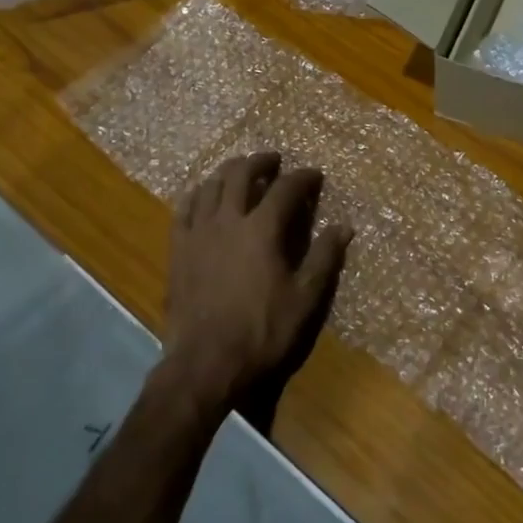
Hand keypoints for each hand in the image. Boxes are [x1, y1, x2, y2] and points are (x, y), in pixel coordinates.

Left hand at [160, 152, 353, 412]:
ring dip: (228, 171)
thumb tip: (344, 227)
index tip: (315, 174)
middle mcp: (228, 220)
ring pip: (211, 185)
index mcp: (262, 229)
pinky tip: (202, 194)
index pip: (286, 189)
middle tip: (274, 160)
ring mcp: (198, 232)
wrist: (206, 362)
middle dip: (260, 162)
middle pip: (241, 174)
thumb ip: (325, 258)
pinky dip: (197, 194)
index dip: (303, 177)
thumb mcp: (305, 298)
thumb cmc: (262, 330)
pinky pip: (184, 209)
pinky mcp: (178, 249)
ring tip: (240, 170)